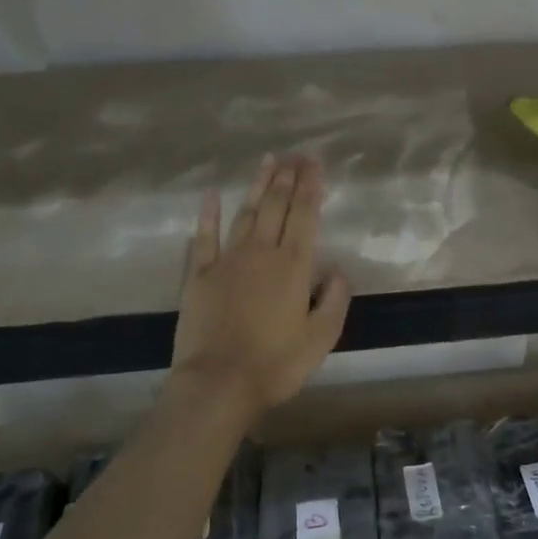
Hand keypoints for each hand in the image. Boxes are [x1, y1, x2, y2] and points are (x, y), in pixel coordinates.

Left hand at [170, 154, 351, 417]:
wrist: (219, 383)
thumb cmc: (276, 364)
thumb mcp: (321, 338)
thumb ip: (335, 300)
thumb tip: (339, 270)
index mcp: (294, 267)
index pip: (305, 216)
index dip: (311, 187)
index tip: (314, 163)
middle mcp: (262, 253)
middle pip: (276, 207)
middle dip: (288, 178)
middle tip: (295, 154)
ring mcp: (227, 261)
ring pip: (245, 214)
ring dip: (258, 186)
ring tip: (268, 161)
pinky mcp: (198, 276)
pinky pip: (204, 238)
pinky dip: (208, 215)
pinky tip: (213, 195)